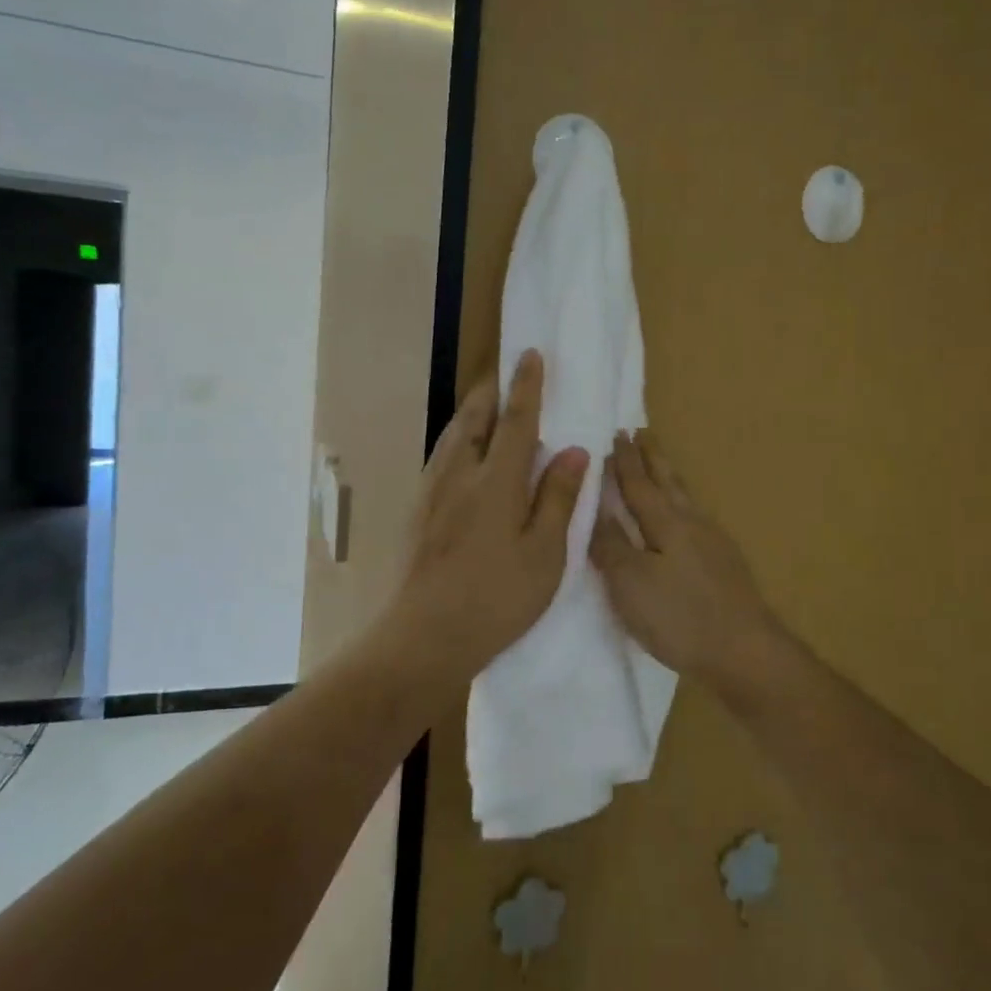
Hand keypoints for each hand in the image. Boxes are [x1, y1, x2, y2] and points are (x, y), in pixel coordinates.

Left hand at [378, 350, 587, 681]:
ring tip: (487, 408)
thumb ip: (558, 498)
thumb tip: (573, 450)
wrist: (423, 636)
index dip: (526, 386)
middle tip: (505, 374)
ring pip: (453, 436)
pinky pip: (441, 458)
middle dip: (491, 391)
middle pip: (474, 418)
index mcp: (497, 482)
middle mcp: (459, 475)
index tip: (531, 354)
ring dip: (472, 414)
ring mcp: (432, 492)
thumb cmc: (496, 599)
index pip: (516, 420)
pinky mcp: (417, 511)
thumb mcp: (544, 555)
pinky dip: (458, 441)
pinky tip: (464, 457)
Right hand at [589, 432, 789, 684]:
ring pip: (686, 499)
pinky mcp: (725, 564)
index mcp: (666, 522)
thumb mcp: (630, 583)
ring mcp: (714, 543)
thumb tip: (594, 510)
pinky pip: (696, 519)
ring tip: (661, 467)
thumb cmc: (679, 616)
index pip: (639, 483)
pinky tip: (684, 520)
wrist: (745, 651)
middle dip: (652, 458)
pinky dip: (682, 505)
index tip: (617, 433)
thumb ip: (610, 545)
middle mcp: (692, 523)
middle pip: (669, 482)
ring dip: (670, 478)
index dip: (624, 461)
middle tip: (643, 432)